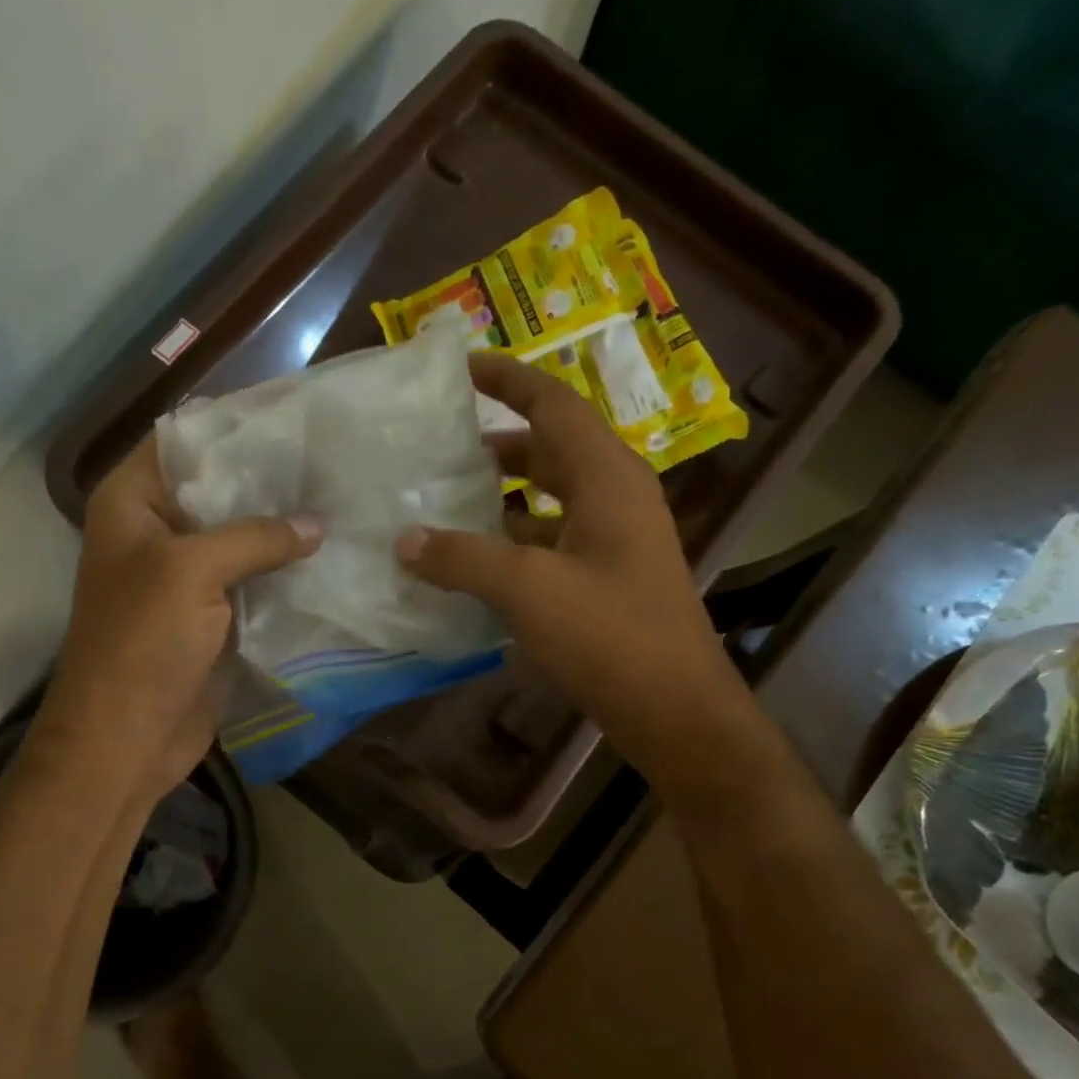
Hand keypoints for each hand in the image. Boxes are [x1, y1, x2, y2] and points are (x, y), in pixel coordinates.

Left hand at [31, 440, 320, 806]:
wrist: (127, 738)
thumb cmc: (142, 642)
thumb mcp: (192, 571)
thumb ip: (255, 536)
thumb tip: (316, 525)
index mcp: (133, 502)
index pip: (185, 440)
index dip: (236, 425)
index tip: (297, 416)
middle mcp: (159, 531)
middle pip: (221, 489)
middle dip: (272, 480)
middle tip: (335, 460)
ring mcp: (188, 577)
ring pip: (242, 538)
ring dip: (285, 529)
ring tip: (345, 501)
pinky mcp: (214, 616)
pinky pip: (254, 582)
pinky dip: (286, 573)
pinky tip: (332, 556)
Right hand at [396, 352, 731, 749]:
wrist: (675, 709)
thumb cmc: (609, 635)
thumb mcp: (527, 590)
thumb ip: (461, 559)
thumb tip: (404, 540)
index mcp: (606, 477)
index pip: (552, 404)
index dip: (507, 379)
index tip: (460, 369)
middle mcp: (615, 496)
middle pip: (550, 449)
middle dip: (496, 442)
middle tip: (439, 446)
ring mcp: (614, 539)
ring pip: (549, 498)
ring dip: (502, 496)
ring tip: (444, 500)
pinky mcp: (607, 577)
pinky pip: (551, 540)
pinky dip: (513, 541)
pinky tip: (473, 562)